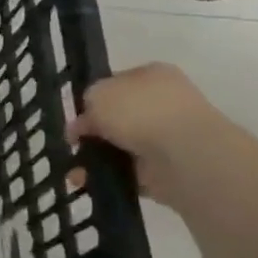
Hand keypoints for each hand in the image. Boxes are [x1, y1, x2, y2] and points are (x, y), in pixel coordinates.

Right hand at [71, 63, 233, 207]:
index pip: (115, 84)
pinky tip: (87, 182)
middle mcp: (162, 103)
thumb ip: (85, 106)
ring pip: (120, 146)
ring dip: (95, 158)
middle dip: (92, 133)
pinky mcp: (167, 169)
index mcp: (151, 75)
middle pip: (117, 118)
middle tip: (73, 143)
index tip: (76, 116)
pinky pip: (129, 172)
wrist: (184, 154)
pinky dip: (108, 177)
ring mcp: (167, 137)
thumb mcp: (97, 94)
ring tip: (74, 171)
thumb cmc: (139, 111)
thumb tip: (83, 125)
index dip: (92, 100)